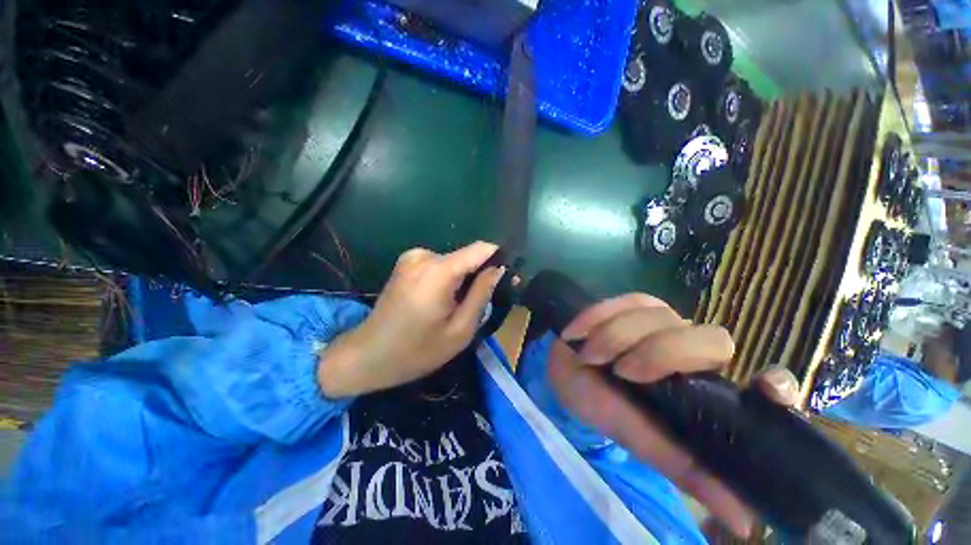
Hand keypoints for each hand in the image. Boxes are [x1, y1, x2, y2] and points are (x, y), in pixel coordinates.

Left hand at [318, 241, 503, 396]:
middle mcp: (424, 255)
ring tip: (456, 307)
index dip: (498, 259)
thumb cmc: (416, 351)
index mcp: (438, 271)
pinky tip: (440, 302)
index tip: (507, 277)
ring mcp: (412, 257)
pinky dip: (448, 279)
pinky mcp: (406, 262)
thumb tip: (499, 269)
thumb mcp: (460, 330)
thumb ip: (481, 294)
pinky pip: (440, 265)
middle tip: (480, 304)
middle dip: (479, 275)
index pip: (481, 249)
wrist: (367, 355)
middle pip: (467, 257)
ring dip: (462, 280)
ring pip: (455, 262)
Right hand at [545, 293, 798, 537]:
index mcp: (707, 389)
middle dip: (662, 354)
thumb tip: (744, 524)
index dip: (777, 386)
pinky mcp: (635, 303)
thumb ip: (688, 470)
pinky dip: (598, 317)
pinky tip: (579, 333)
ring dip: (616, 338)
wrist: (565, 370)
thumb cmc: (605, 406)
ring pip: (659, 317)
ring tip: (590, 356)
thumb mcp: (643, 442)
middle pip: (712, 340)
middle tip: (622, 372)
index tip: (765, 389)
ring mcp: (666, 321)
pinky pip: (625, 302)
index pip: (767, 384)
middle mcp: (696, 351)